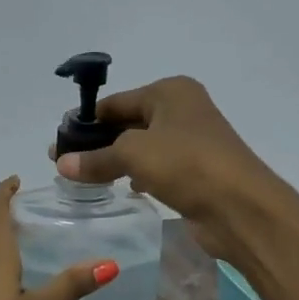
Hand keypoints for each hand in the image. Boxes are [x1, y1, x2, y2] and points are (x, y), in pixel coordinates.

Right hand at [54, 75, 298, 260]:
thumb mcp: (134, 154)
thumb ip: (96, 158)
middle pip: (128, 123)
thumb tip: (61, 164)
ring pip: (141, 147)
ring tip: (84, 179)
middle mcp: (182, 110)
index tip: (57, 143)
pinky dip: (137, 175)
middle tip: (64, 164)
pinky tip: (122, 189)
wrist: (241, 207)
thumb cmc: (187, 164)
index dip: (85, 122)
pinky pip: (156, 168)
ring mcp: (191, 141)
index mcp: (170, 92)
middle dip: (98, 143)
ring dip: (116, 161)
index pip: (116, 102)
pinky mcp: (195, 171)